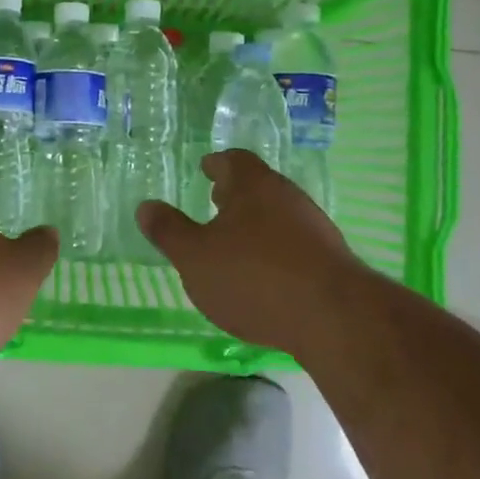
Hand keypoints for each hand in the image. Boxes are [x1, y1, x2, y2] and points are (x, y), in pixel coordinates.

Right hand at [136, 149, 373, 357]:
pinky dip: (273, 249)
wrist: (333, 318)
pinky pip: (293, 244)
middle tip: (215, 199)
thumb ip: (169, 231)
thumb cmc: (253, 277)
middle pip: (258, 185)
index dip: (216, 163)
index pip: (233, 160)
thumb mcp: (195, 257)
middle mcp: (287, 197)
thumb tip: (146, 206)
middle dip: (235, 193)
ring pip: (278, 214)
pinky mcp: (330, 260)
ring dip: (255, 222)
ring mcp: (314, 228)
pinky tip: (263, 274)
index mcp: (253, 185)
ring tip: (234, 240)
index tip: (205, 167)